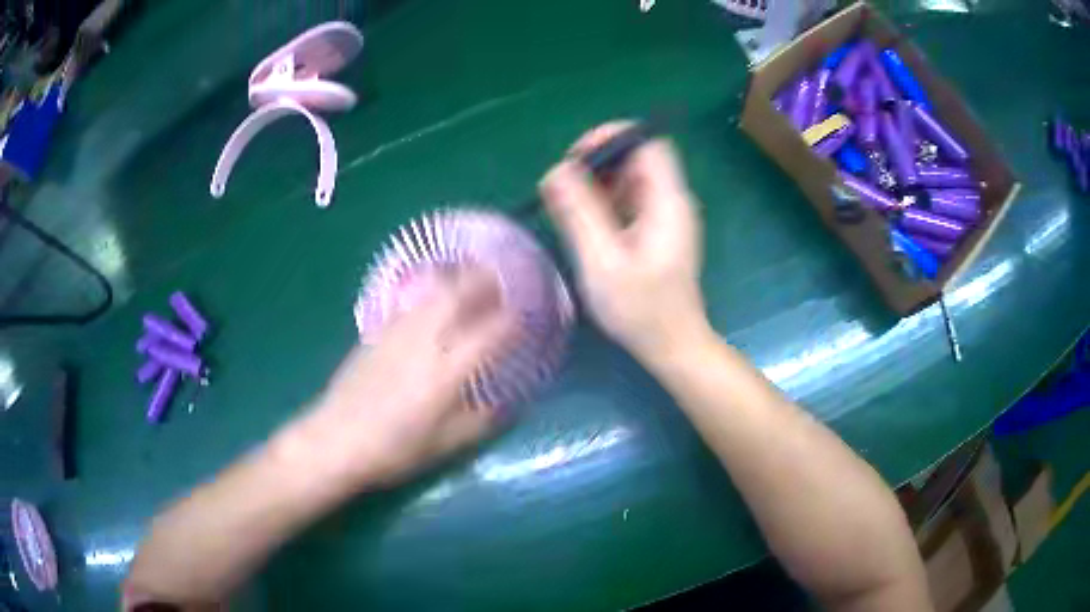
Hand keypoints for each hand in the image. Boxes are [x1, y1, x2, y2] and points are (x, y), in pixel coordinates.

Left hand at [305, 267, 516, 488]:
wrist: (335, 440)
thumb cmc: (393, 450)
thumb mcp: (444, 445)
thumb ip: (480, 421)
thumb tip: (507, 404)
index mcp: (446, 372)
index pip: (490, 334)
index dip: (513, 321)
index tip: (528, 315)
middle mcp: (424, 341)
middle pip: (459, 295)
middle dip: (485, 281)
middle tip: (503, 278)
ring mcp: (397, 332)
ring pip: (433, 292)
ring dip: (458, 280)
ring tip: (473, 279)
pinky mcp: (377, 332)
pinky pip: (412, 302)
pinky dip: (431, 292)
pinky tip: (434, 299)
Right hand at [539, 121, 707, 360]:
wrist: (673, 345)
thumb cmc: (641, 309)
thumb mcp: (602, 262)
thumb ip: (579, 213)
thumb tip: (555, 171)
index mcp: (668, 201)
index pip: (647, 142)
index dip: (611, 138)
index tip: (576, 157)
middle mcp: (672, 200)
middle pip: (637, 157)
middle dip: (598, 162)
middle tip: (565, 185)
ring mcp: (667, 216)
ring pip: (632, 178)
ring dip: (599, 182)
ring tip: (570, 207)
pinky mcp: (658, 231)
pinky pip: (631, 199)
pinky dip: (606, 201)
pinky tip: (588, 225)